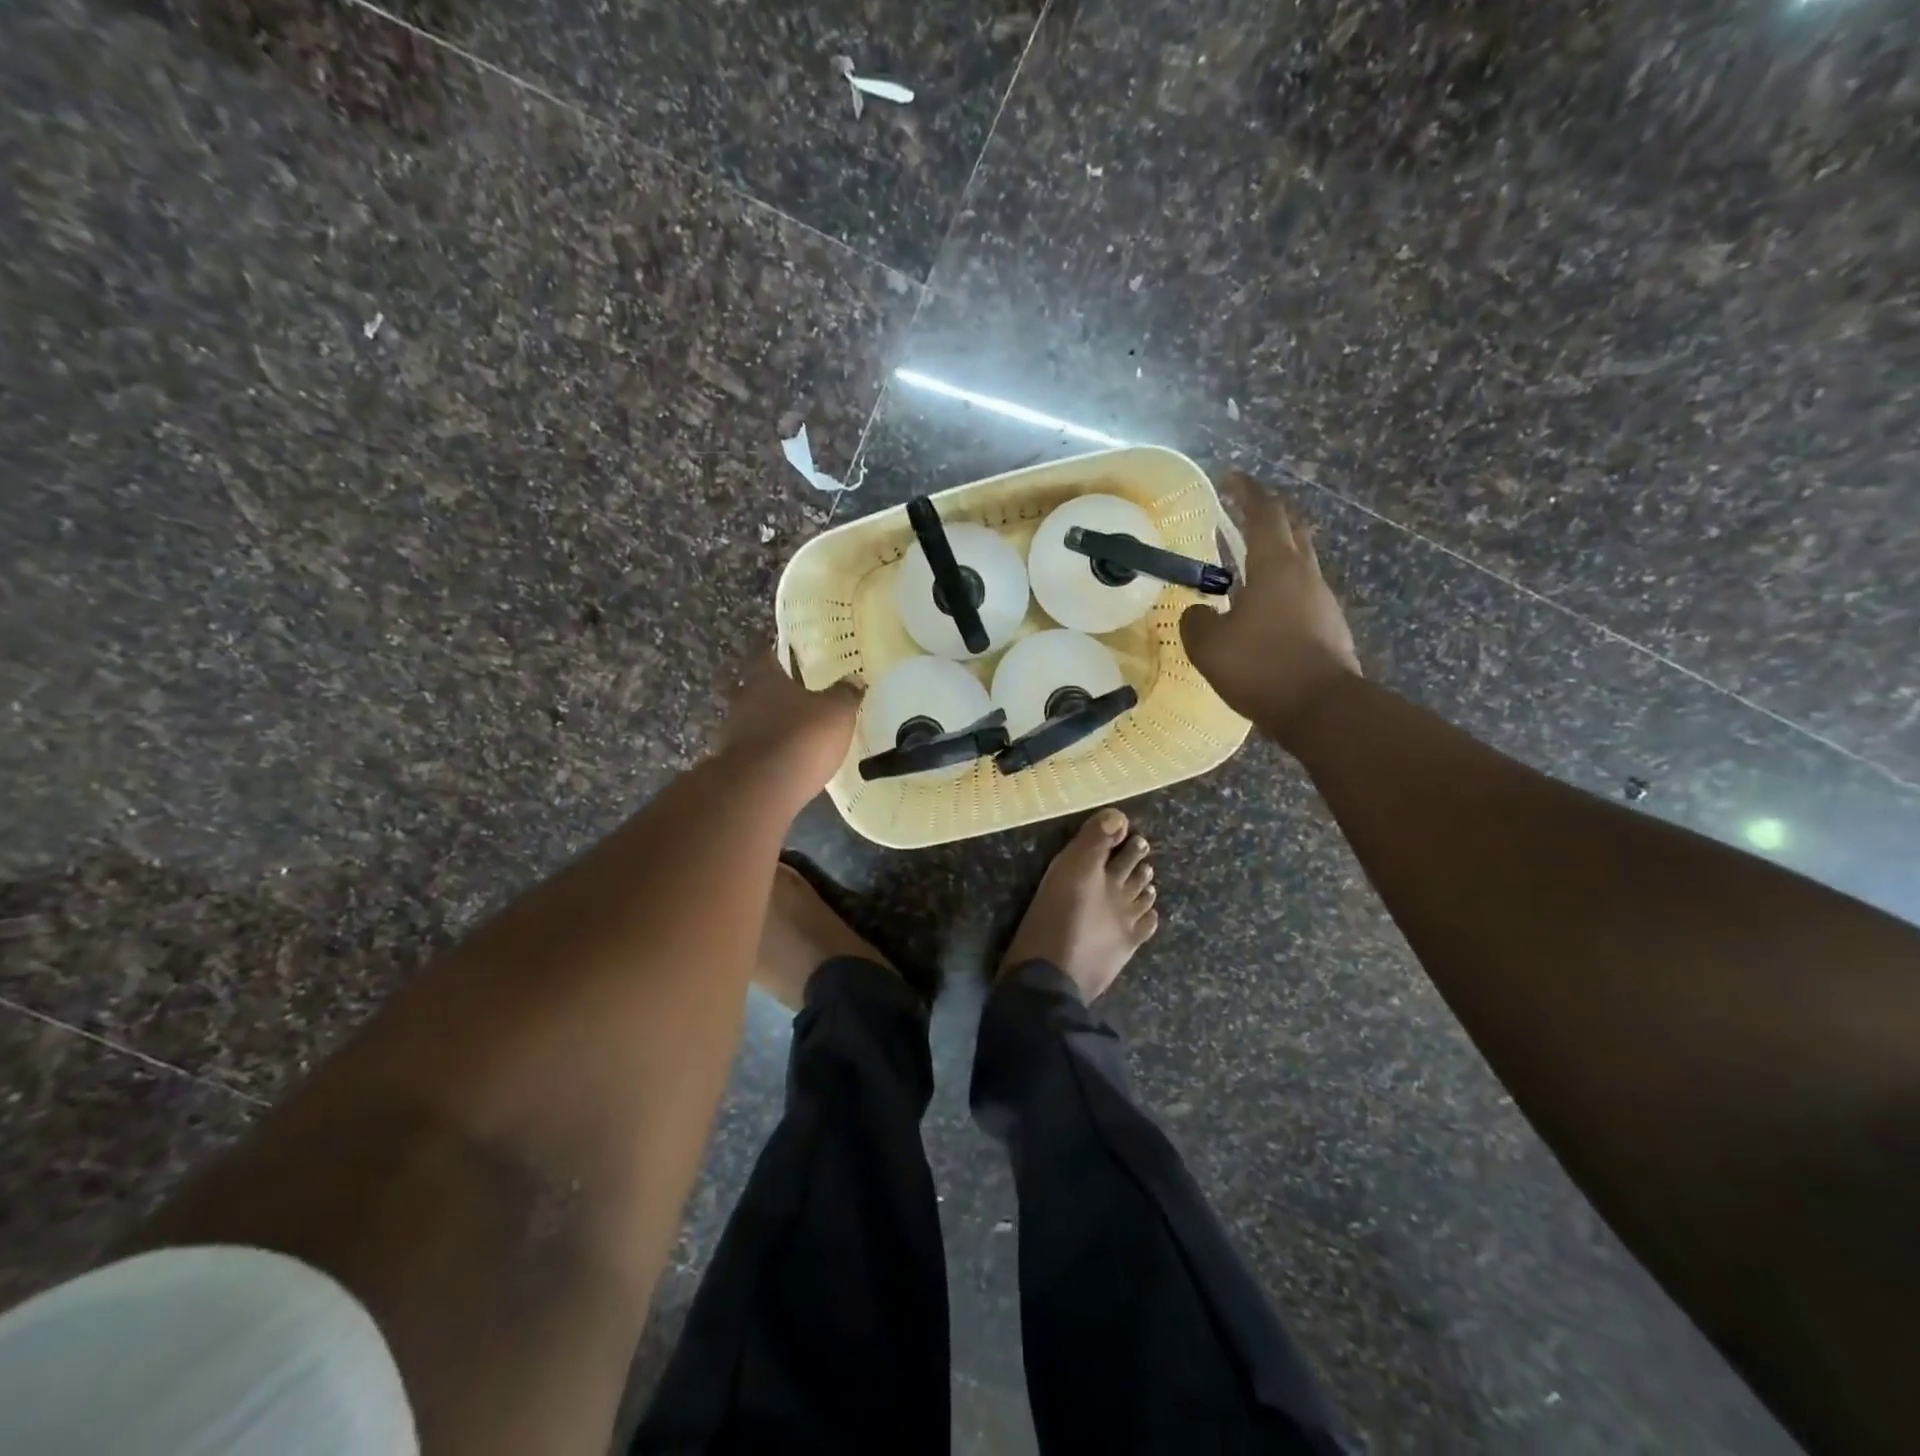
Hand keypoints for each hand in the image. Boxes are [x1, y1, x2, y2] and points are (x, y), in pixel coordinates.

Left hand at [714, 652, 860, 803]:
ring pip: (752, 721)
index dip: (777, 655)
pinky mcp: (735, 765)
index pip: (767, 657)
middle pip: (756, 690)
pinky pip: (754, 751)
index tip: (788, 657)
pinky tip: (783, 760)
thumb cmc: (802, 737)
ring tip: (792, 732)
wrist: (762, 788)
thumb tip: (854, 678)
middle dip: (773, 693)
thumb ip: (844, 694)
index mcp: (766, 679)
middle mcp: (744, 701)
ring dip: (768, 725)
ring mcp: (735, 734)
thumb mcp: (836, 712)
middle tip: (795, 697)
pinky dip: (767, 752)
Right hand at [1181, 469, 1360, 741]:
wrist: (1321, 709)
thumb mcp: (1209, 646)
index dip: (1247, 491)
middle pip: (1292, 528)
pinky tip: (1262, 608)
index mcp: (1276, 566)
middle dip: (1269, 512)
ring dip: (1276, 552)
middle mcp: (1305, 574)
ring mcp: (1322, 601)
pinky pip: (1301, 593)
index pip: (1264, 513)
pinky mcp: (1329, 627)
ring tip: (1246, 563)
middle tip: (1245, 510)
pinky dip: (1281, 586)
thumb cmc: (1261, 667)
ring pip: (1300, 561)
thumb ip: (1197, 622)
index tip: (1231, 477)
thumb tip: (1199, 613)